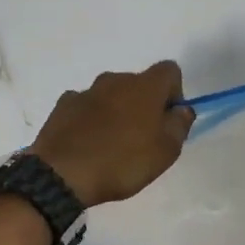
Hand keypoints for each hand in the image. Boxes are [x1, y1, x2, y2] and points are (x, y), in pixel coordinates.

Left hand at [30, 61, 193, 207]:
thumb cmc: (122, 162)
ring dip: (116, 111)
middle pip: (139, 83)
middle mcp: (115, 80)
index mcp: (145, 87)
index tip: (168, 119)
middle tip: (141, 138)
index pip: (169, 71)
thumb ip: (179, 125)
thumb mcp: (166, 151)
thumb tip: (181, 109)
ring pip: (111, 94)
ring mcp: (86, 91)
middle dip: (144, 104)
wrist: (62, 174)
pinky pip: (86, 106)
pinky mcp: (63, 105)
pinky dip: (91, 118)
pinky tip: (87, 143)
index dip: (174, 93)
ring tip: (111, 144)